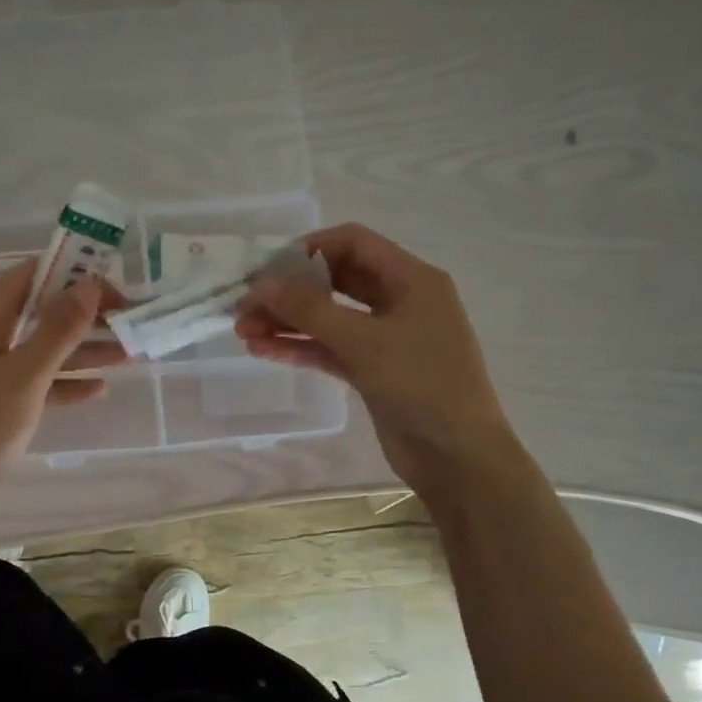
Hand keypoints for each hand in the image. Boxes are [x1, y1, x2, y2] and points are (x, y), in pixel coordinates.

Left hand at [0, 261, 126, 500]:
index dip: (75, 277)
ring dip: (79, 351)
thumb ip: (59, 329)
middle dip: (84, 318)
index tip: (115, 292)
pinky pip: (27, 379)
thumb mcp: (25, 375)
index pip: (31, 276)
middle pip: (37, 312)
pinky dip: (58, 381)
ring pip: (36, 348)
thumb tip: (89, 284)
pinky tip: (96, 390)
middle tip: (128, 325)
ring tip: (127, 356)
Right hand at [236, 224, 514, 493]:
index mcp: (411, 279)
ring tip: (243, 332)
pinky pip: (331, 350)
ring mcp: (386, 338)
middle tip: (244, 306)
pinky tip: (263, 351)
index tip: (267, 270)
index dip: (308, 250)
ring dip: (288, 323)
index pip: (353, 243)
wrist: (457, 457)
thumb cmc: (421, 385)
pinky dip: (300, 348)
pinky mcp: (373, 371)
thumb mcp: (364, 342)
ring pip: (329, 319)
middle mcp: (400, 301)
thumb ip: (309, 310)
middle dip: (290, 291)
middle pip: (336, 281)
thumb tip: (260, 284)